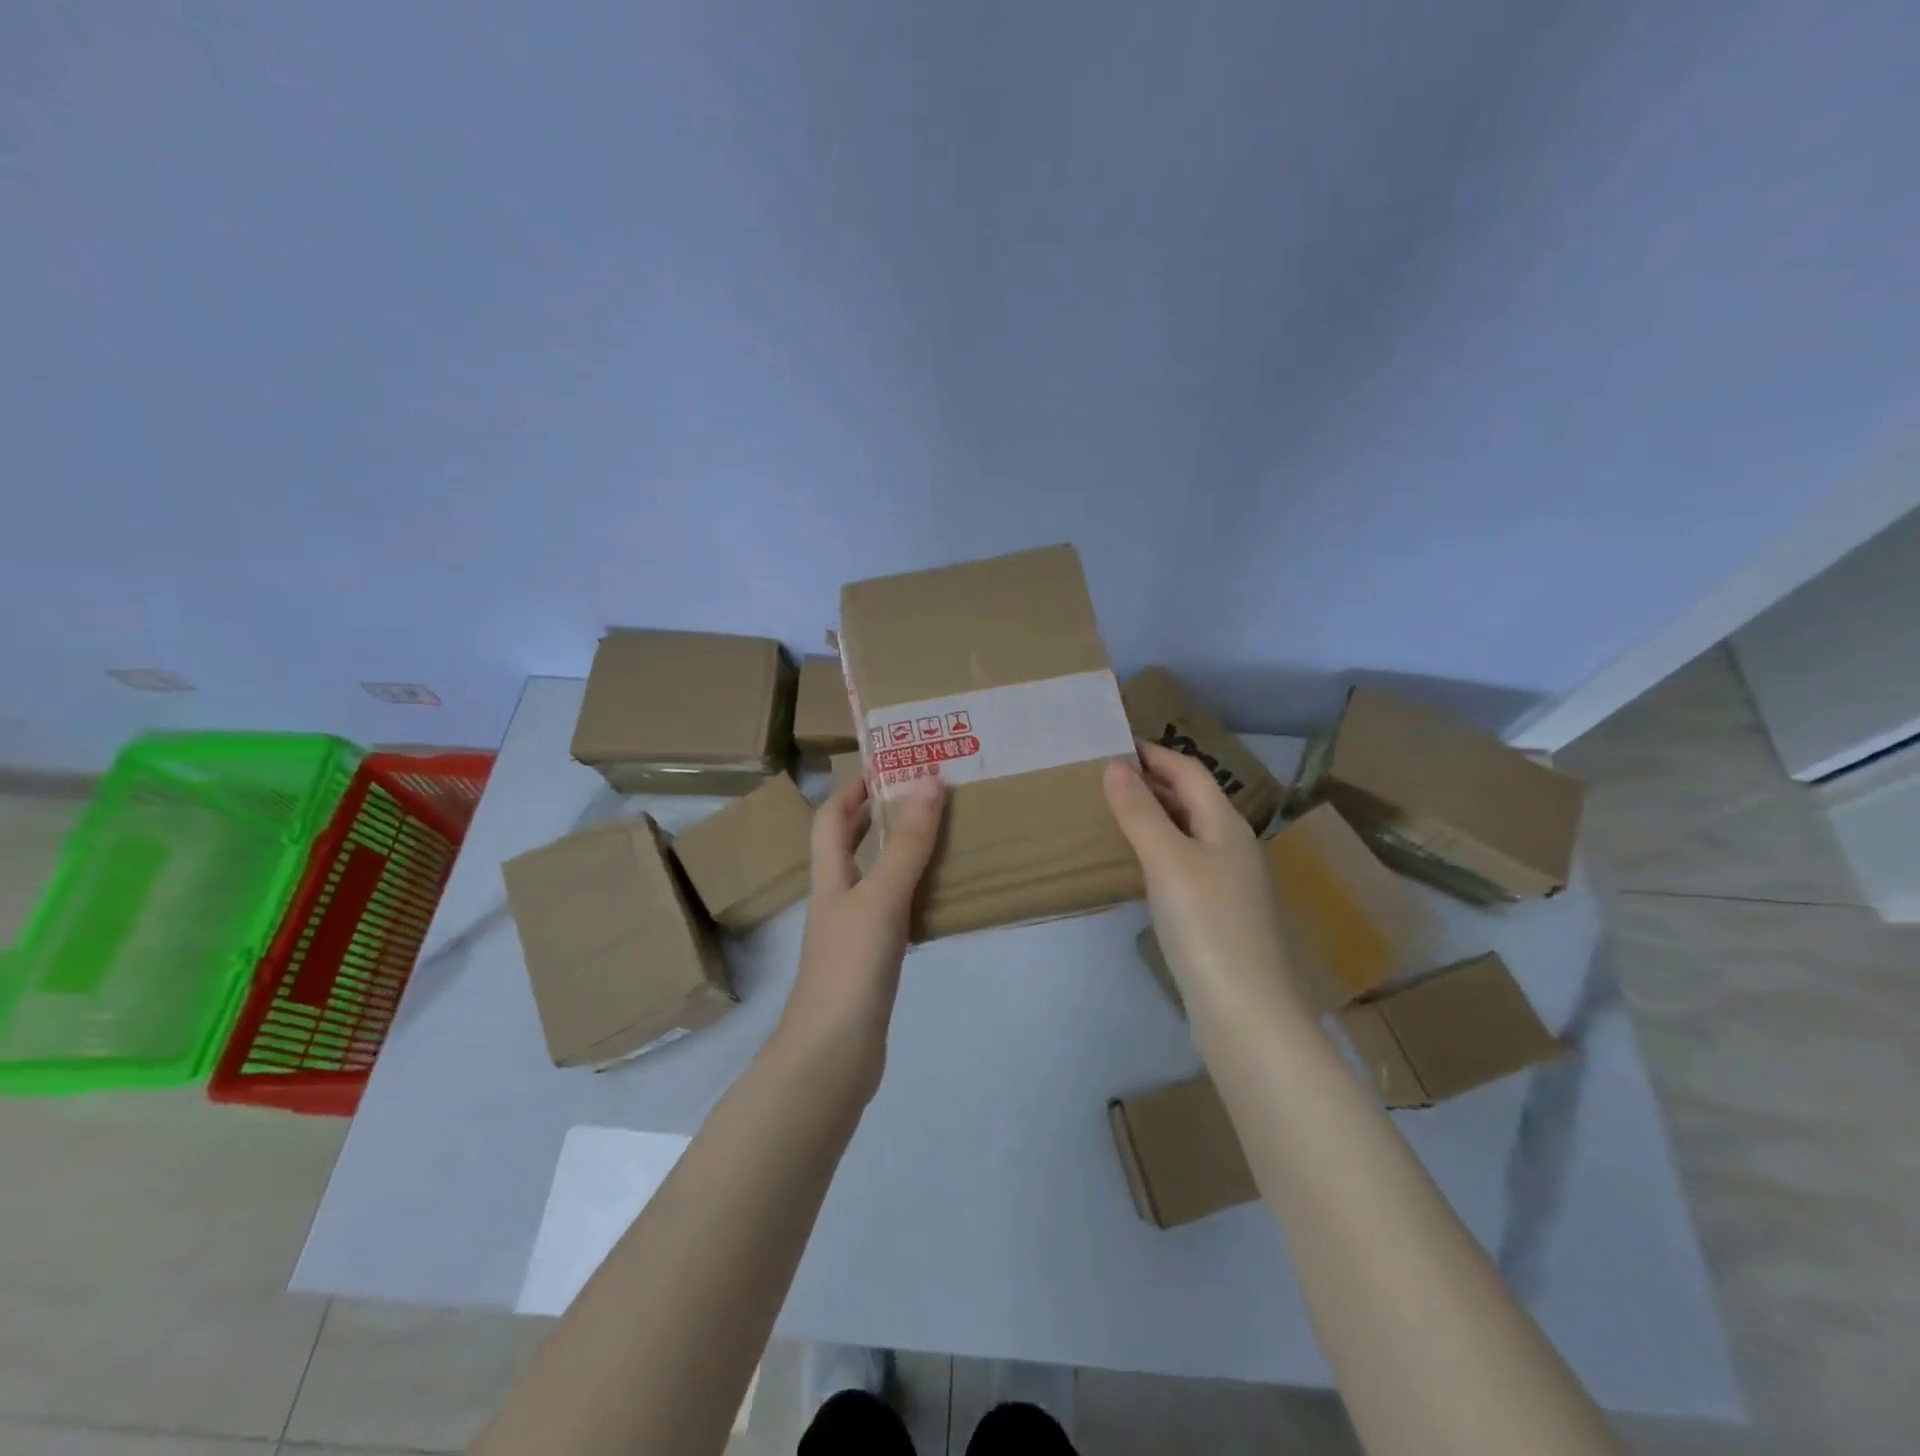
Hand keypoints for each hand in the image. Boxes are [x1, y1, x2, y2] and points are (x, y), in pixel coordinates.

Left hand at [778, 773, 946, 1085]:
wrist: (833, 1053)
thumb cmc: (851, 966)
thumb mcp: (882, 897)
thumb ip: (907, 843)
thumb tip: (928, 781)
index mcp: (831, 877)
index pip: (831, 819)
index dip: (852, 788)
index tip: (887, 766)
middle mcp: (838, 898)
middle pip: (849, 845)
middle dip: (878, 815)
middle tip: (922, 795)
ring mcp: (853, 932)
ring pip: (874, 878)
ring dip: (900, 853)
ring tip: (940, 836)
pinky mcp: (871, 961)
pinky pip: (893, 912)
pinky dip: (914, 894)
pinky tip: (940, 897)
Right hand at [1103, 742, 1306, 1016]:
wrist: (1244, 1008)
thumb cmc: (1205, 923)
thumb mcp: (1167, 860)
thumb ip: (1140, 811)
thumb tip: (1115, 765)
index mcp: (1226, 824)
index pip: (1189, 771)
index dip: (1154, 753)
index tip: (1113, 743)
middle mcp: (1232, 845)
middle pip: (1192, 798)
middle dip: (1152, 780)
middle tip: (1105, 774)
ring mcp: (1229, 880)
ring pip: (1188, 830)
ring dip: (1154, 813)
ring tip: (1113, 810)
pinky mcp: (1218, 911)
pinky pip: (1185, 860)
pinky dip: (1159, 847)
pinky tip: (1137, 862)